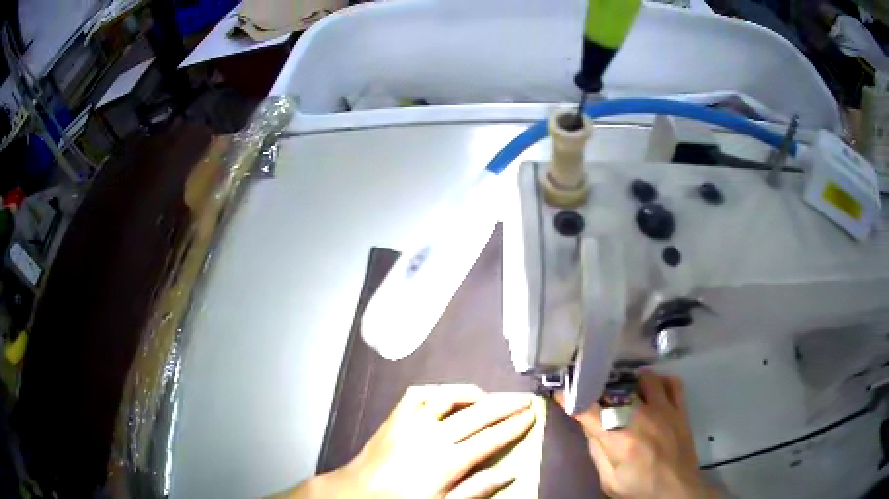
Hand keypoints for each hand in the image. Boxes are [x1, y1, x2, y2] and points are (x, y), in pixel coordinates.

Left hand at [284, 384, 536, 498]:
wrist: (356, 493)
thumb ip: (476, 489)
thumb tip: (509, 473)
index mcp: (447, 461)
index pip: (491, 438)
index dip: (514, 426)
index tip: (532, 415)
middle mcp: (432, 435)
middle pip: (478, 413)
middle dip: (506, 404)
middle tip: (525, 399)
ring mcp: (411, 421)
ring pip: (451, 396)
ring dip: (475, 393)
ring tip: (492, 396)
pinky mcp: (395, 416)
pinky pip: (420, 393)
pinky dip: (439, 390)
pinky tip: (450, 395)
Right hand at [558, 373, 716, 498]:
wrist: (677, 489)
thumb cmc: (640, 488)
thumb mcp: (609, 481)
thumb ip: (597, 452)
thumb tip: (589, 427)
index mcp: (619, 440)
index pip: (589, 412)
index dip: (572, 400)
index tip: (561, 392)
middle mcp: (641, 418)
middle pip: (616, 390)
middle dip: (601, 389)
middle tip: (595, 393)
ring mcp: (665, 410)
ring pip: (646, 379)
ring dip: (633, 383)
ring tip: (627, 392)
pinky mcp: (680, 410)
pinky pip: (673, 383)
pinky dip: (662, 382)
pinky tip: (654, 391)